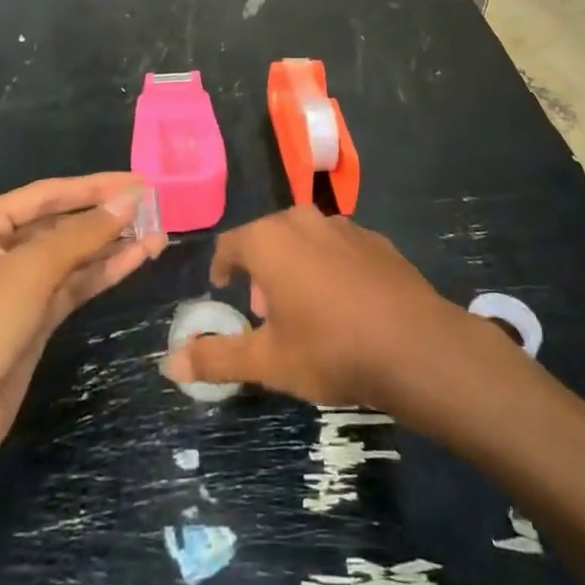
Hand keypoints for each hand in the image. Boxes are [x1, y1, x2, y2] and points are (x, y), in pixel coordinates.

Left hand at [0, 173, 165, 472]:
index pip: (46, 194)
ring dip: (111, 246)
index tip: (138, 181)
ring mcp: (14, 291)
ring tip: (158, 231)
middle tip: (155, 206)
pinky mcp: (30, 325)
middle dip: (105, 216)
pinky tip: (137, 258)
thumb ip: (82, 234)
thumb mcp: (27, 271)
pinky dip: (103, 274)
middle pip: (59, 225)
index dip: (94, 187)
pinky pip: (71, 288)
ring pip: (71, 259)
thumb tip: (130, 199)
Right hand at [160, 209, 498, 417]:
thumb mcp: (268, 361)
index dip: (222, 268)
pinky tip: (346, 305)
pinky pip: (340, 248)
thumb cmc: (330, 349)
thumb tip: (168, 364)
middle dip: (261, 271)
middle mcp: (303, 220)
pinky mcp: (377, 240)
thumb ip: (217, 358)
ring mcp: (344, 226)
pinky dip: (331, 268)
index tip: (224, 290)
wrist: (416, 346)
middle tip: (266, 313)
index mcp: (270, 240)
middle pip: (269, 239)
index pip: (230, 245)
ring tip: (306, 311)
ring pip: (306, 241)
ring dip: (296, 267)